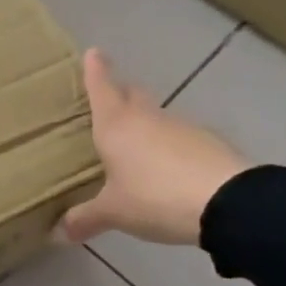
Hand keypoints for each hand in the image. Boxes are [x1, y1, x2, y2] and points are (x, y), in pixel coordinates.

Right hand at [58, 49, 250, 246]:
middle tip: (111, 100)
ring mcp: (182, 128)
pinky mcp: (208, 144)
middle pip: (132, 94)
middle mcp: (147, 118)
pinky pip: (180, 139)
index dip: (95, 70)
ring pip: (157, 117)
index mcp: (116, 125)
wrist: (229, 203)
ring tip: (135, 146)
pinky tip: (167, 169)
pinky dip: (169, 147)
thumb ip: (85, 219)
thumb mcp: (114, 212)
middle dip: (121, 93)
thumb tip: (57, 234)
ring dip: (146, 124)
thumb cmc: (154, 197)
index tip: (94, 51)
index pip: (101, 88)